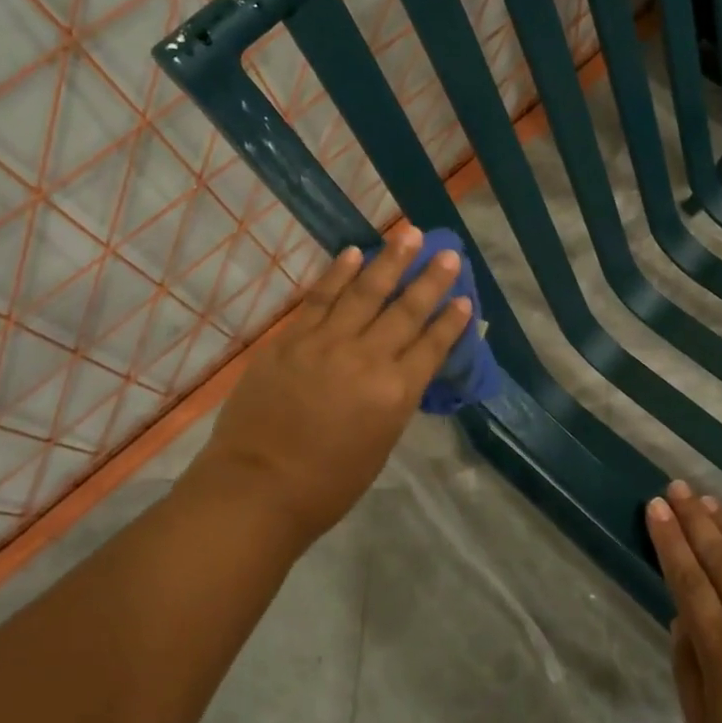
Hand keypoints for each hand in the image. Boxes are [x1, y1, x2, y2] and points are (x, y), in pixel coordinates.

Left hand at [198, 226, 471, 546]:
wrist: (257, 488)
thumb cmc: (327, 484)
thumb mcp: (380, 444)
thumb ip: (395, 399)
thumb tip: (405, 367)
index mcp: (396, 393)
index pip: (432, 345)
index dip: (450, 320)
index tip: (464, 296)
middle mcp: (368, 359)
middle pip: (406, 310)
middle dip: (430, 279)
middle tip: (447, 251)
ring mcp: (327, 343)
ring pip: (365, 291)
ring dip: (390, 260)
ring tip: (409, 233)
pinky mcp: (291, 339)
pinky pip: (320, 297)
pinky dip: (339, 272)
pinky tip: (354, 252)